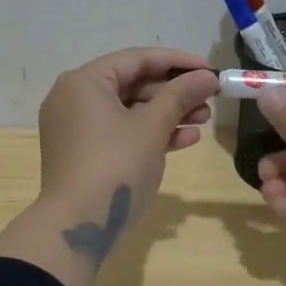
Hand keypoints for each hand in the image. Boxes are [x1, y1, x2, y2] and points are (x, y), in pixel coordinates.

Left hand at [37, 47, 217, 220]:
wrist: (78, 226)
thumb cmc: (115, 165)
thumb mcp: (152, 127)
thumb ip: (180, 96)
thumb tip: (207, 77)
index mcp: (84, 82)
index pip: (136, 59)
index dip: (177, 62)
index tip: (210, 69)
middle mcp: (74, 99)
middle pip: (132, 84)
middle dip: (174, 92)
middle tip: (210, 99)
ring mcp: (77, 128)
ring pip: (129, 111)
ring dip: (167, 114)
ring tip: (204, 120)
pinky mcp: (84, 154)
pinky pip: (120, 133)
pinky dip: (149, 134)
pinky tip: (185, 139)